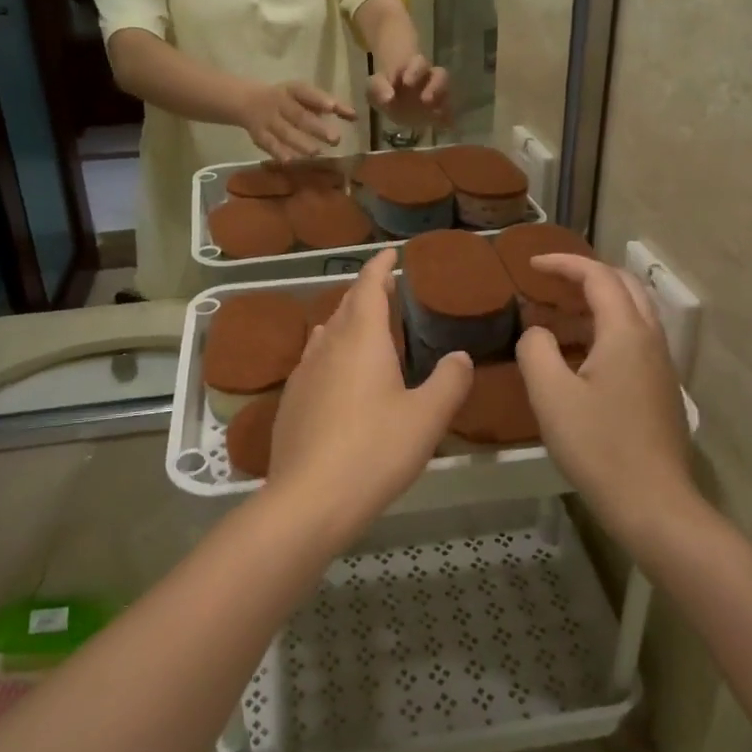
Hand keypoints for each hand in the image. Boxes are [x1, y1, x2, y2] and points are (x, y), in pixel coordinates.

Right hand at [237, 81, 356, 160]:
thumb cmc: (288, 100)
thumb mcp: (306, 97)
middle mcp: (279, 103)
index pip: (306, 93)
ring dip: (300, 142)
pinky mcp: (259, 135)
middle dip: (316, 128)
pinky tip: (290, 161)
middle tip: (335, 139)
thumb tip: (355, 117)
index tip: (332, 107)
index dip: (318, 99)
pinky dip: (278, 152)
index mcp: (292, 90)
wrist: (246, 101)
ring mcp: (268, 119)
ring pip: (284, 132)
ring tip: (316, 152)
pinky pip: (268, 144)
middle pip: (298, 115)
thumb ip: (332, 106)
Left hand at [265, 250, 471, 536]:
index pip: (369, 287)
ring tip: (362, 324)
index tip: (390, 253)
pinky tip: (336, 371)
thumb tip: (459, 357)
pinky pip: (314, 360)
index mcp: (362, 339)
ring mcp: (304, 373)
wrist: (309, 498)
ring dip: (346, 321)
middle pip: (346, 306)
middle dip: (366, 292)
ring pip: (327, 332)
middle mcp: (328, 346)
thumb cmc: (375, 450)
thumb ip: (449, 382)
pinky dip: (331, 351)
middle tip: (385, 287)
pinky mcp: (291, 400)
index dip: (380, 267)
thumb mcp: (427, 418)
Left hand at [368, 55, 450, 126]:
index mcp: (413, 67)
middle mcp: (429, 77)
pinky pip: (447, 113)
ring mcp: (437, 93)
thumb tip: (388, 99)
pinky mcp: (439, 110)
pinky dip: (447, 119)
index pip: (419, 63)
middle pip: (440, 75)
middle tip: (425, 100)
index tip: (407, 82)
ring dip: (442, 104)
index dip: (415, 71)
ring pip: (447, 93)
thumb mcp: (374, 86)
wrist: (392, 100)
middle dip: (435, 86)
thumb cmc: (384, 88)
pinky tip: (443, 127)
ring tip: (435, 115)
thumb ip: (378, 89)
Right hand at [515, 255, 695, 536]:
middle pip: (624, 285)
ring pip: (633, 311)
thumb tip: (538, 332)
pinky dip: (607, 326)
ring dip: (598, 300)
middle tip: (550, 281)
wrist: (654, 503)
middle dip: (586, 274)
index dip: (563, 264)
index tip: (530, 266)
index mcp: (626, 332)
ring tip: (561, 312)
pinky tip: (582, 352)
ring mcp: (661, 364)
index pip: (597, 276)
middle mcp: (650, 339)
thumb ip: (536, 350)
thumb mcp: (550, 395)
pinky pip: (635, 337)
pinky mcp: (661, 388)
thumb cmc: (598, 446)